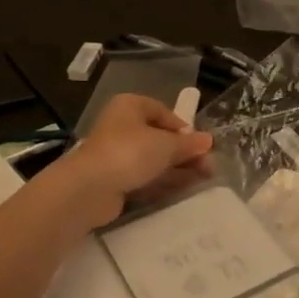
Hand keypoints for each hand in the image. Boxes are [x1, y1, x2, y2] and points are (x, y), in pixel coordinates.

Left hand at [60, 94, 213, 226]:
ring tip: (203, 180)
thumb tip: (208, 140)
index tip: (201, 146)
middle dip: (184, 152)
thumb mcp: (166, 145)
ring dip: (177, 168)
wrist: (90, 188)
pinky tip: (181, 190)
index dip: (184, 129)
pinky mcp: (114, 178)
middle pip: (160, 137)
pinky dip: (162, 182)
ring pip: (153, 159)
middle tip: (208, 167)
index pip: (163, 112)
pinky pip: (144, 177)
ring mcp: (116, 154)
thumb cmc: (130, 153)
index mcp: (130, 106)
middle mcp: (122, 126)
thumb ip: (188, 144)